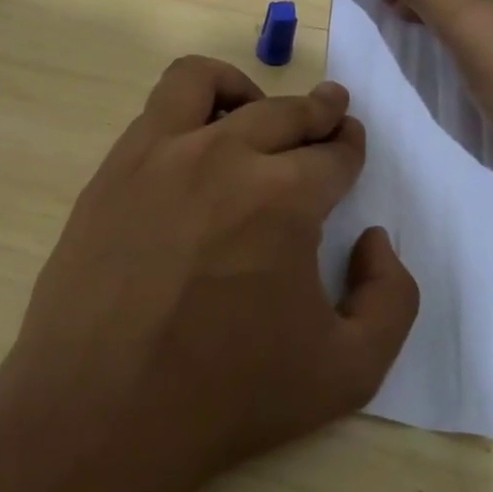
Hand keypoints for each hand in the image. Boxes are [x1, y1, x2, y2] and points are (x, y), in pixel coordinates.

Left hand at [0, 56, 418, 489]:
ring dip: (247, 90)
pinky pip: (157, 108)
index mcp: (285, 198)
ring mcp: (158, 154)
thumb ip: (391, 298)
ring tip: (255, 112)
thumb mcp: (349, 371)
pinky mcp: (114, 168)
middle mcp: (224, 156)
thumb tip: (374, 239)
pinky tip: (196, 144)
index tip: (350, 147)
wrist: (101, 409)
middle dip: (318, 112)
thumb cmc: (226, 395)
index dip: (350, 148)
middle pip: (285, 112)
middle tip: (329, 117)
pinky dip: (191, 107)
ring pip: (208, 82)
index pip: (333, 153)